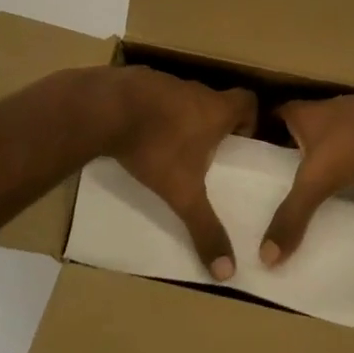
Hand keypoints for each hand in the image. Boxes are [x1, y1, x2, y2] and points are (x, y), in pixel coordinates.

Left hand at [95, 67, 256, 279]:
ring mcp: (164, 82)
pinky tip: (139, 132)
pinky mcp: (135, 81)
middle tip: (208, 152)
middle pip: (215, 101)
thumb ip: (205, 228)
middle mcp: (195, 90)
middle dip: (214, 124)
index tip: (241, 141)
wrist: (103, 109)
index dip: (249, 119)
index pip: (247, 102)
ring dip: (182, 118)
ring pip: (183, 99)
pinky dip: (152, 112)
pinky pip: (153, 95)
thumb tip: (228, 271)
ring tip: (171, 146)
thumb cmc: (155, 148)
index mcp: (216, 110)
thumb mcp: (182, 193)